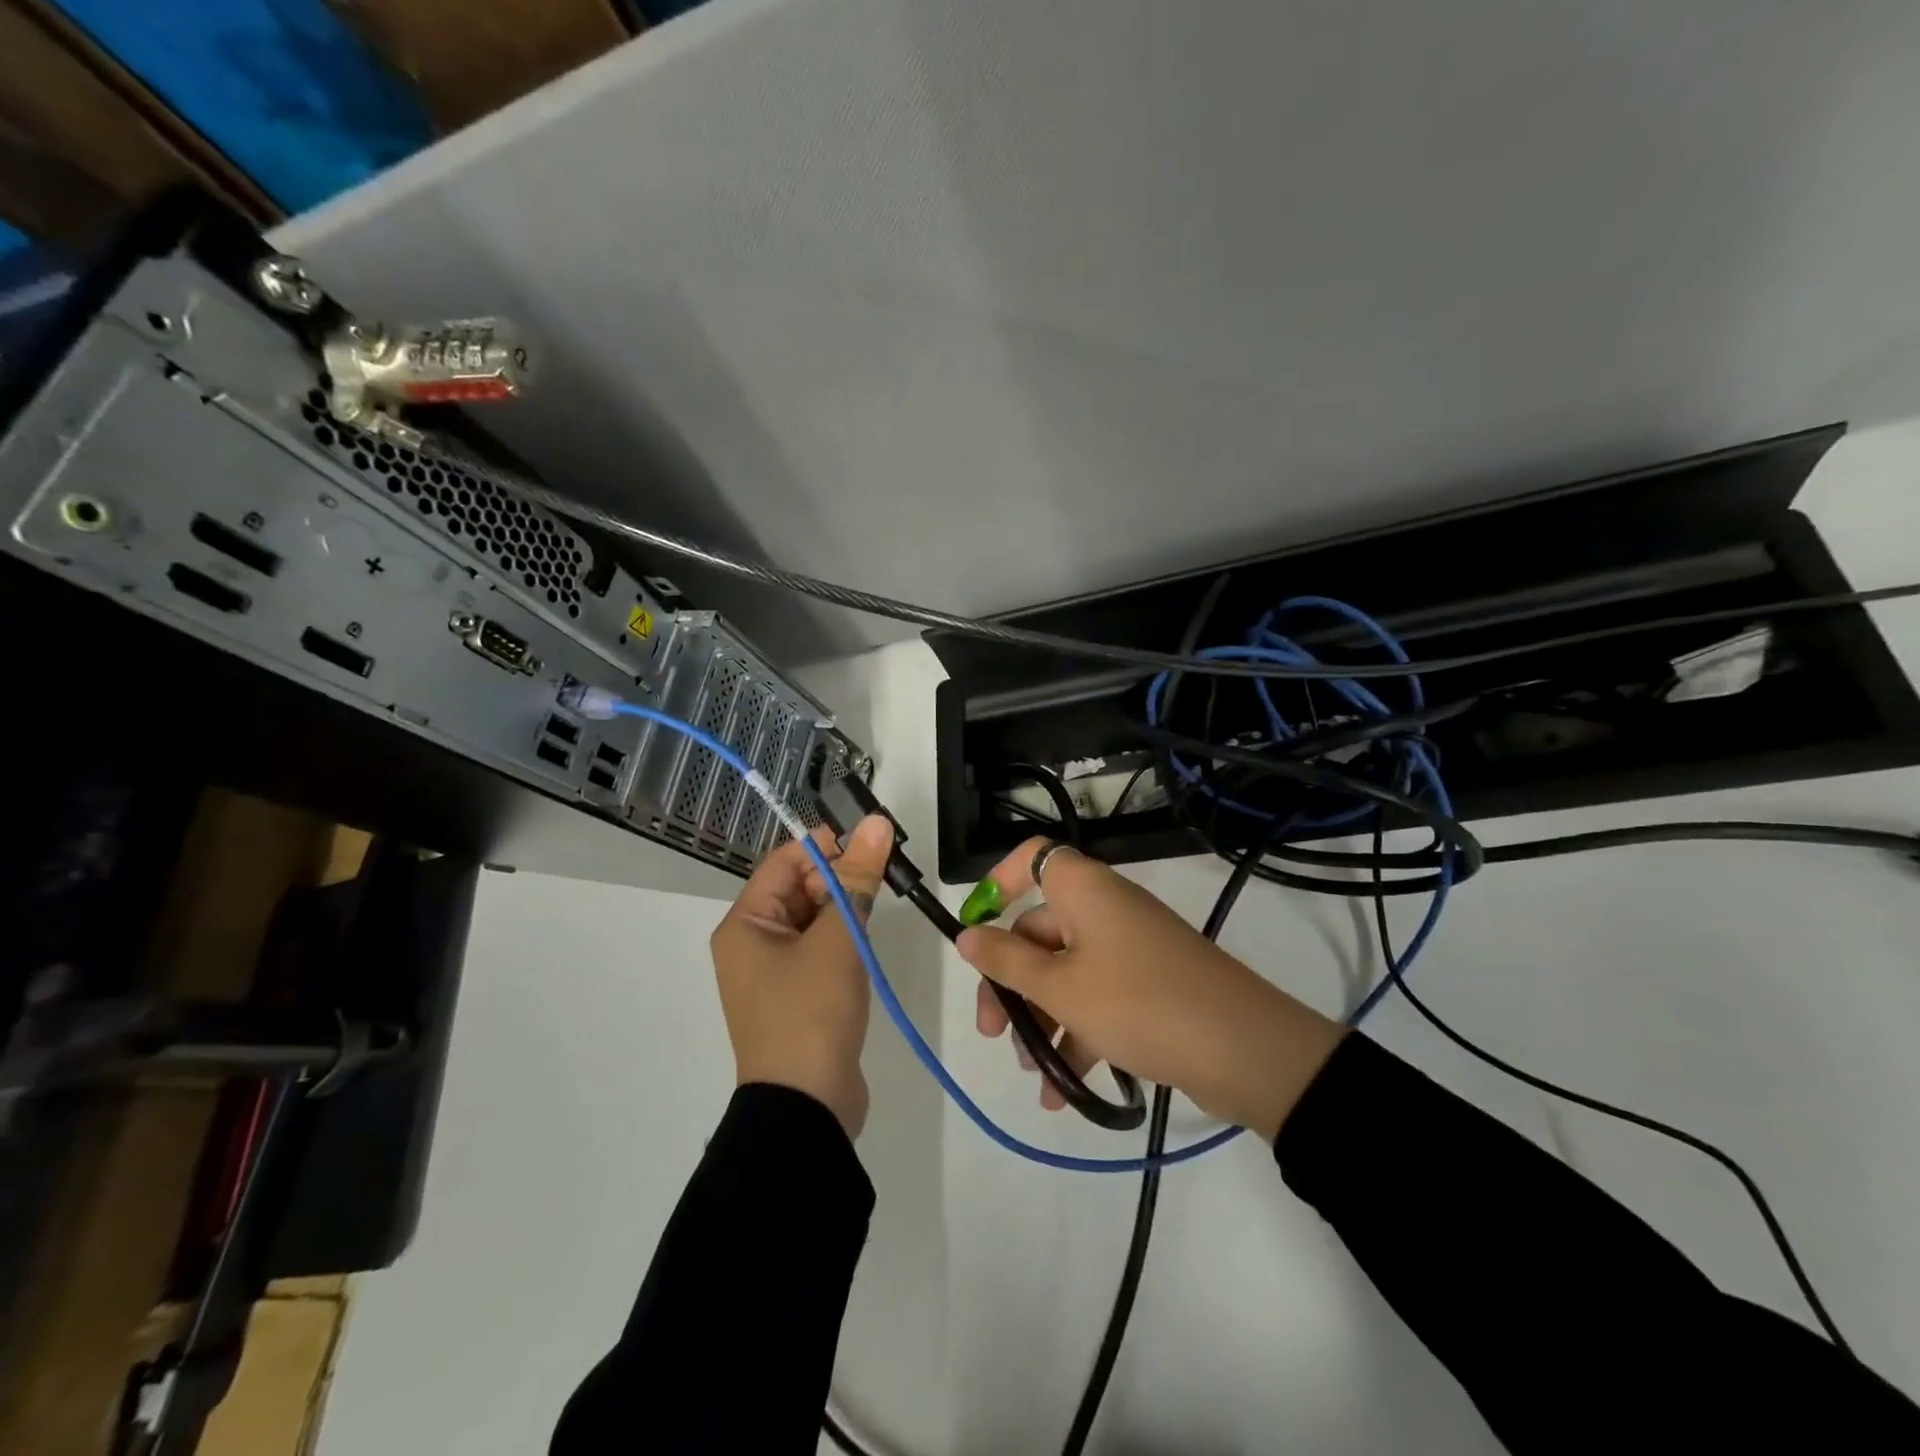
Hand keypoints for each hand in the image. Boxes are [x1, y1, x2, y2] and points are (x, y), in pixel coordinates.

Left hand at [710, 814, 894, 1138]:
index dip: (825, 844)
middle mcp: (753, 943)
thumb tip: (877, 823)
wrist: (806, 1107)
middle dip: (840, 874)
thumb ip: (857, 879)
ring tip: (884, 895)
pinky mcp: (799, 996)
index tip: (870, 837)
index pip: (784, 862)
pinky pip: (820, 949)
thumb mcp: (838, 939)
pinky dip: (844, 936)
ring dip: (845, 905)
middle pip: (798, 889)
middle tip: (885, 867)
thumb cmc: (811, 1012)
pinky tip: (871, 935)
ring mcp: (775, 973)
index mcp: (746, 924)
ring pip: (813, 918)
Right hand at [956, 838, 1346, 1140]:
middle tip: (992, 1033)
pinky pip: (1098, 998)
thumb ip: (1007, 962)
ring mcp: (1131, 949)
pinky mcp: (1150, 985)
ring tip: (1033, 1072)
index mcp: (1085, 890)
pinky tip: (1062, 1091)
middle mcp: (1106, 910)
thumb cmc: (1138, 1003)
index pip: (1034, 858)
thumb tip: (967, 935)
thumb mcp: (1060, 987)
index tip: (977, 928)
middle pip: (1041, 931)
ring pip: (1067, 972)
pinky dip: (1078, 1034)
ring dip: (1043, 1018)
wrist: (1244, 1050)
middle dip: (1011, 982)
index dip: (1000, 882)